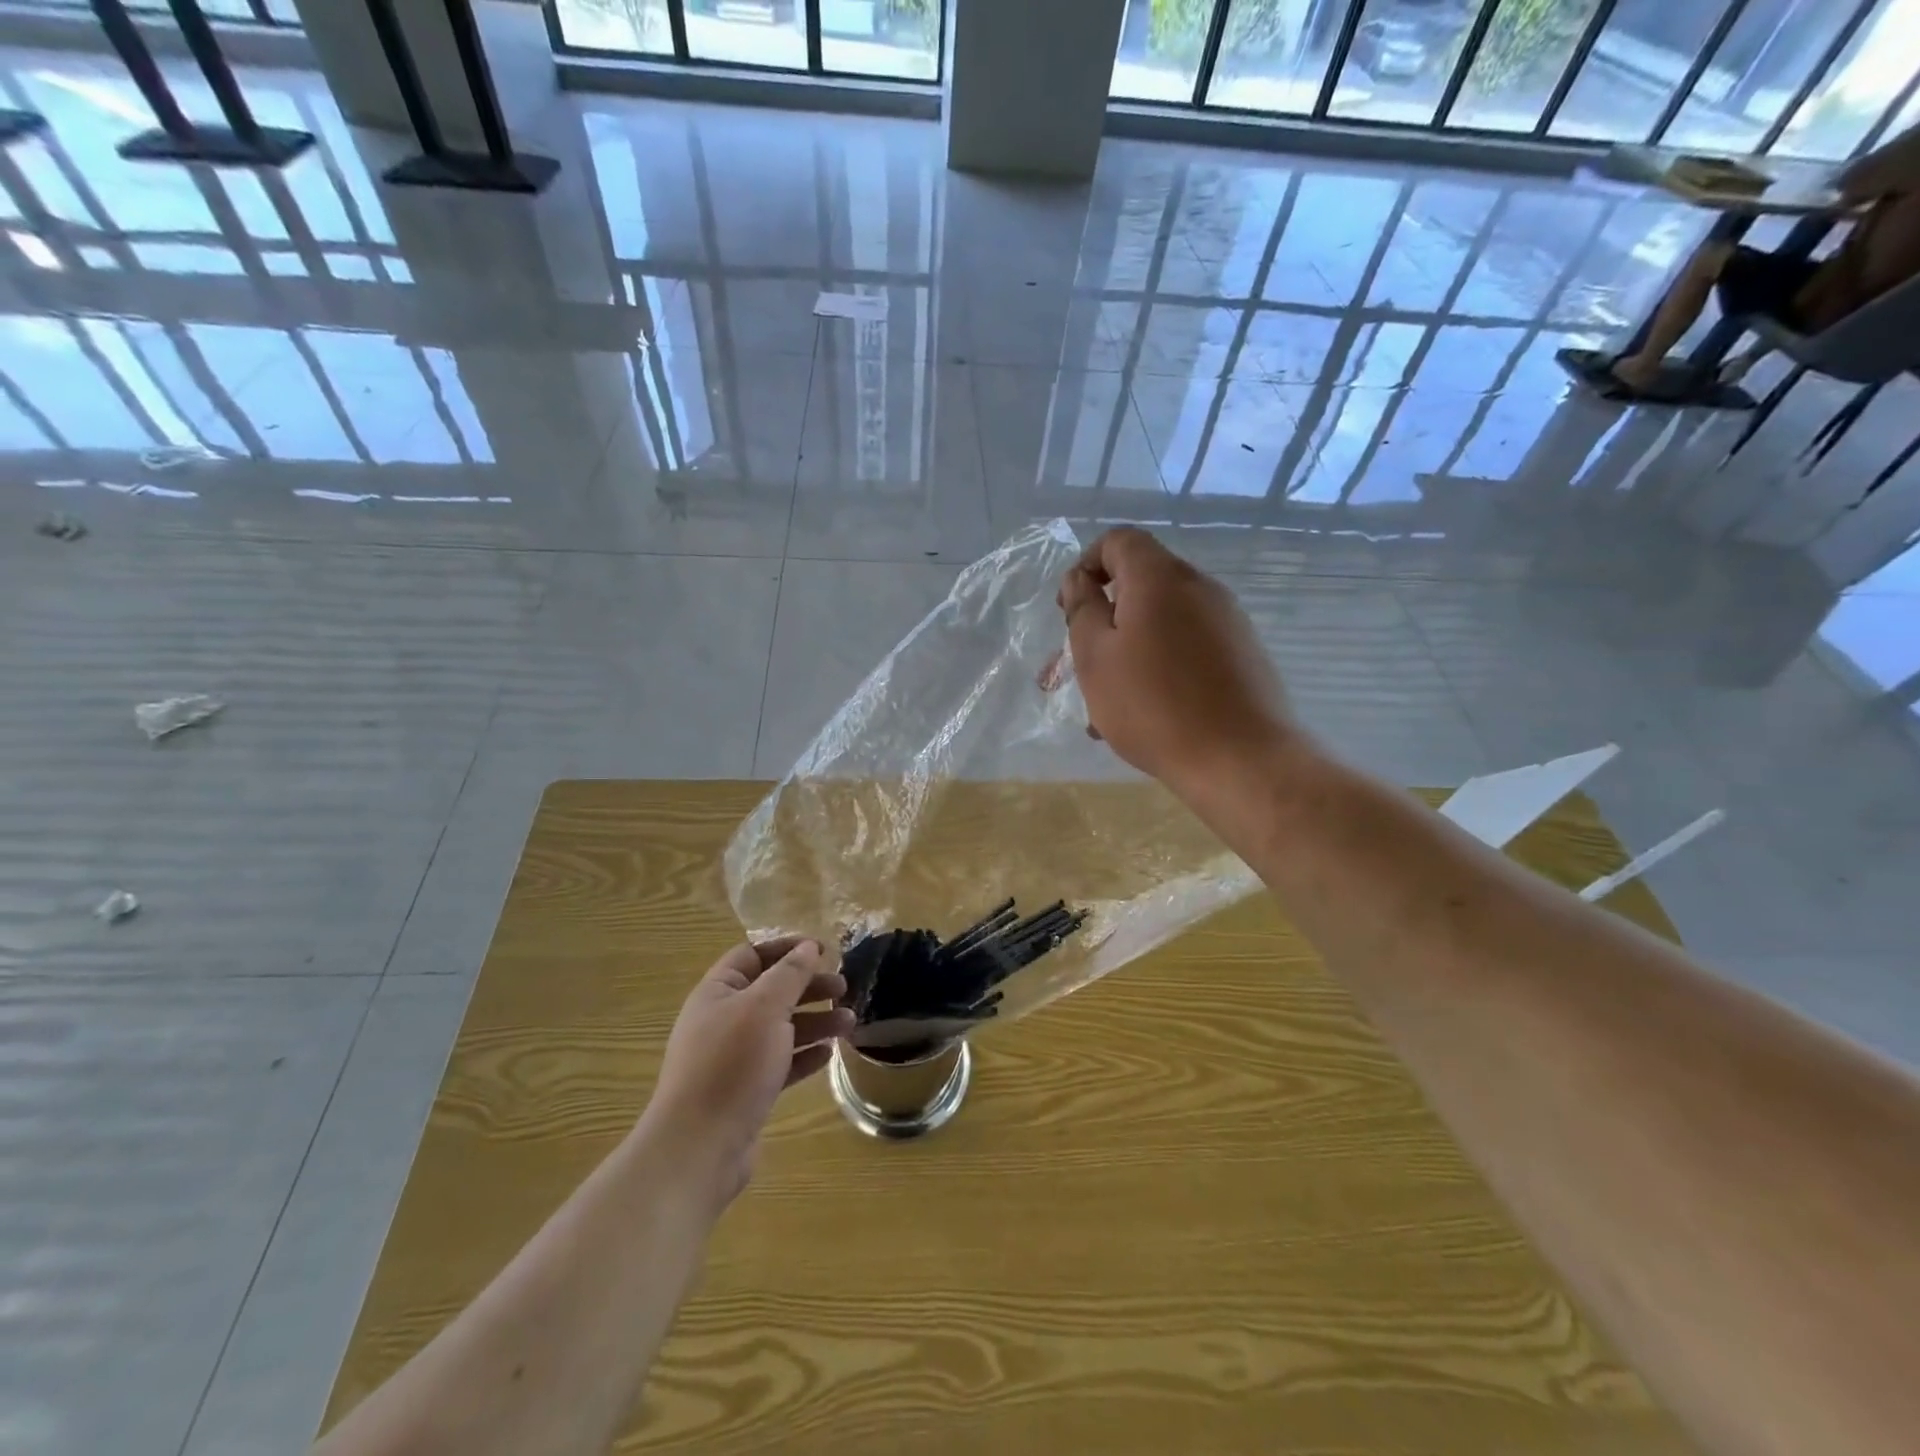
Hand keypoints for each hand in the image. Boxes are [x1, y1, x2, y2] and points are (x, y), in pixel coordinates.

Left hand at [646, 936, 852, 1208]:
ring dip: (815, 1021)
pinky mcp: (745, 1091)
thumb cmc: (731, 1064)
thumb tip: (808, 947)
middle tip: (844, 987)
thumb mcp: (764, 1008)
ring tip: (849, 1023)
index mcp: (717, 992)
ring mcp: (733, 1058)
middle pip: (771, 991)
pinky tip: (829, 1054)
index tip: (824, 950)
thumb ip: (790, 974)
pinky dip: (804, 1055)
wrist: (699, 1148)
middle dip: (808, 987)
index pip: (752, 955)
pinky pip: (780, 1063)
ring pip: (780, 1028)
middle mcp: (722, 1020)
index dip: (787, 948)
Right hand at [1058, 527, 1293, 793]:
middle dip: (1103, 618)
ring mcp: (1227, 621)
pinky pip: (1187, 647)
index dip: (1086, 565)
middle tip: (1077, 664)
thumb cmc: (1153, 705)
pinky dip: (1158, 667)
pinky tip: (1144, 714)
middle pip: (1141, 584)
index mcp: (1160, 578)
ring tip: (1104, 706)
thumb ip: (1082, 610)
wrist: (1240, 759)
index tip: (1069, 610)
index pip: (1119, 541)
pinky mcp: (1242, 654)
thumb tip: (1080, 579)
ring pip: (1162, 623)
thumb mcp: (1095, 657)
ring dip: (1127, 651)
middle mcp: (1199, 587)